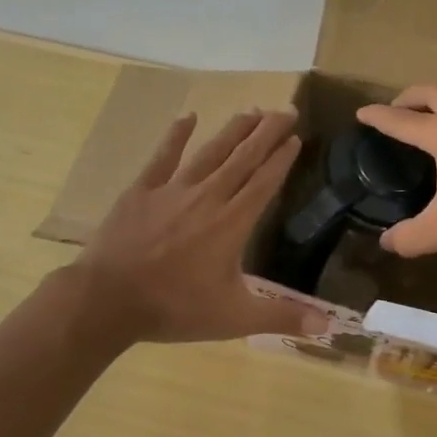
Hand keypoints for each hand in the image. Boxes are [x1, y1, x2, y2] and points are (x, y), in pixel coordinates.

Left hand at [72, 109, 327, 343]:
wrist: (108, 300)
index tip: (296, 137)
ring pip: (210, 152)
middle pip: (243, 158)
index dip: (282, 159)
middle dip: (267, 133)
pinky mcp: (141, 191)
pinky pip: (163, 157)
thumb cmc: (175, 308)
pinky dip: (176, 136)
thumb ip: (282, 317)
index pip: (264, 182)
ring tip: (252, 110)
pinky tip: (188, 117)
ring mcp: (172, 190)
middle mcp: (208, 197)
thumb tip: (328, 326)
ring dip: (233, 130)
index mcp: (232, 223)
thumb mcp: (235, 318)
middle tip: (285, 110)